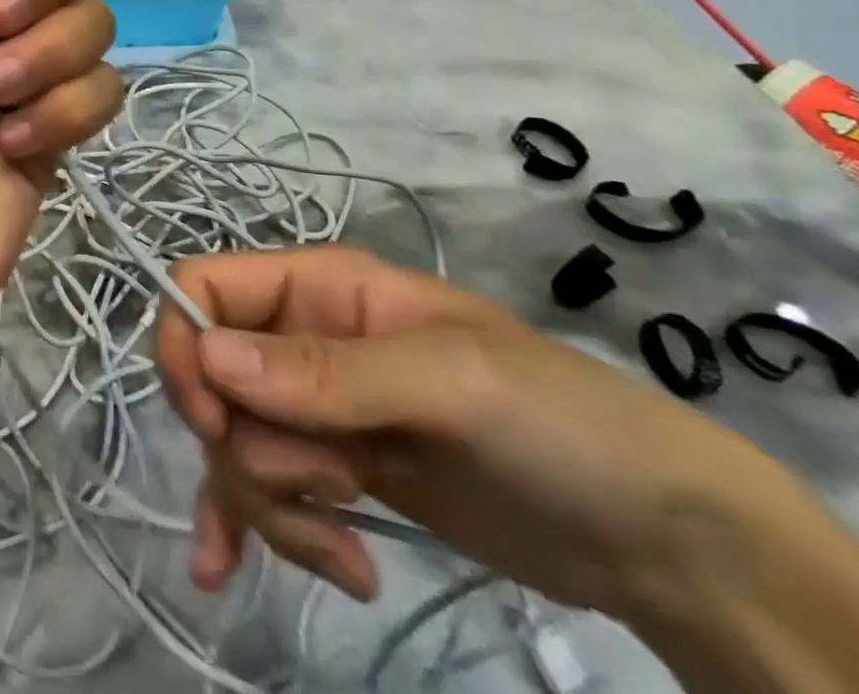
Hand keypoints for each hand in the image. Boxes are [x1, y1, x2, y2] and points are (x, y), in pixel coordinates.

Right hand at [156, 247, 800, 621]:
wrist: (671, 545)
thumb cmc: (563, 425)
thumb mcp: (450, 384)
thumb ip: (327, 373)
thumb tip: (207, 359)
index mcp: (320, 287)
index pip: (205, 286)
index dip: (187, 346)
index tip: (214, 424)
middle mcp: (303, 337)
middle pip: (212, 379)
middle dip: (249, 449)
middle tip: (330, 492)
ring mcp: (319, 408)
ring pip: (235, 443)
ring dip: (270, 506)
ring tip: (347, 552)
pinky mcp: (336, 471)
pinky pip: (260, 489)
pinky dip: (245, 528)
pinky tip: (224, 571)